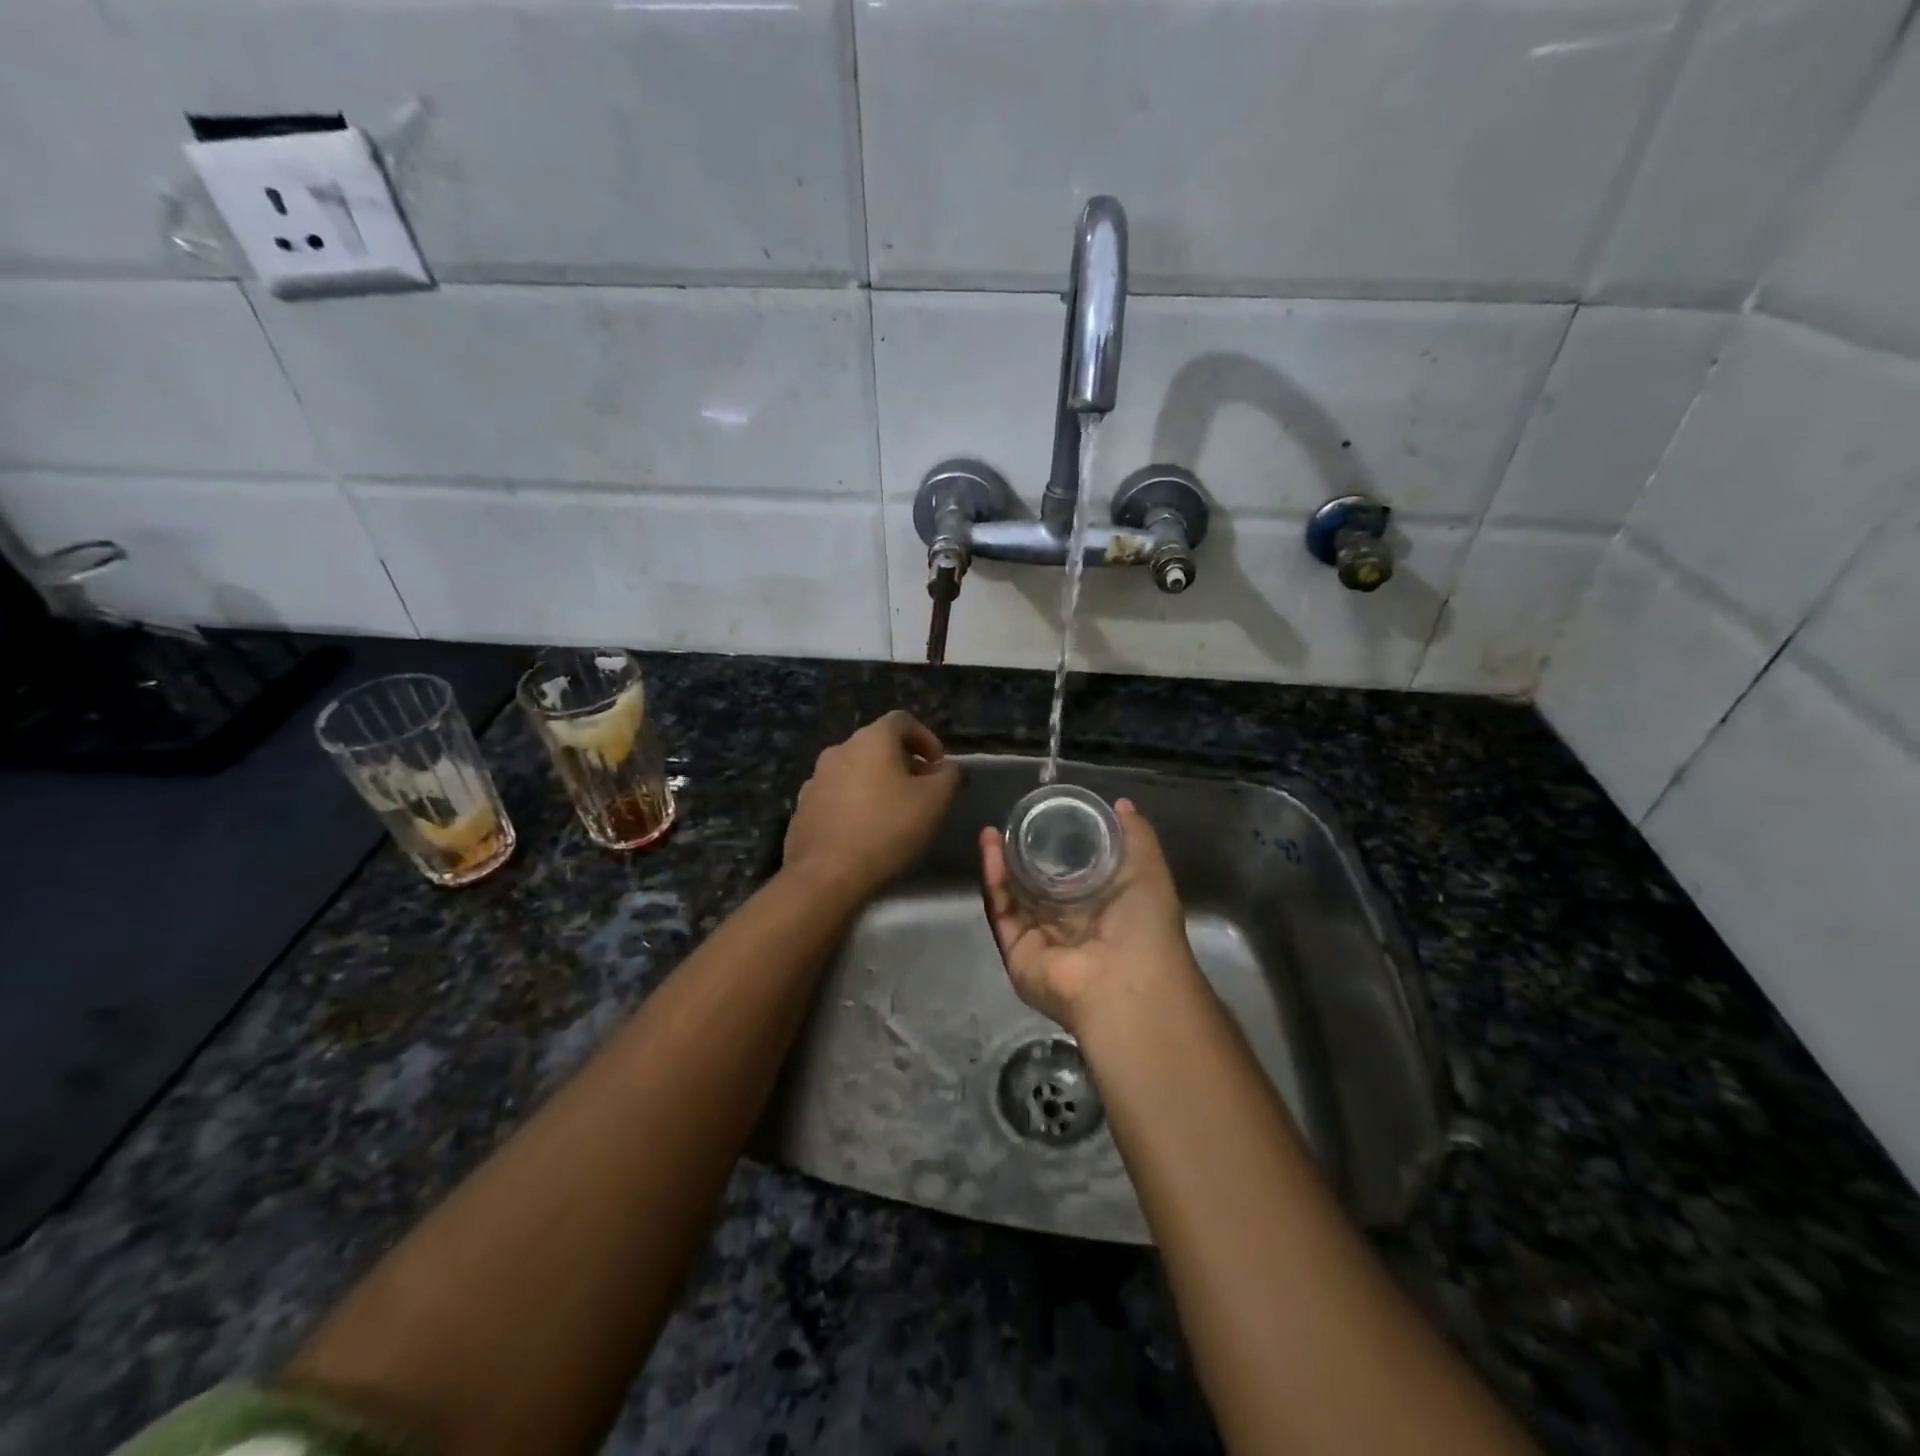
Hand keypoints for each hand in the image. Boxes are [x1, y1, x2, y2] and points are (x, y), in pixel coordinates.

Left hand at [783, 711, 959, 901]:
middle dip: (902, 763)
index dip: (926, 738)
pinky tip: (865, 831)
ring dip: (876, 783)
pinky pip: (836, 796)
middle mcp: (838, 750)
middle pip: (876, 745)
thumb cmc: (887, 829)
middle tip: (921, 790)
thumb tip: (947, 767)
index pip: (902, 721)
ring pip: (854, 771)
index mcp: (870, 740)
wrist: (826, 875)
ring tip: (893, 813)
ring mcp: (815, 779)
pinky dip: (855, 804)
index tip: (938, 766)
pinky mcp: (803, 808)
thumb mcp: (935, 801)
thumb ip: (948, 776)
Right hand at [980, 798, 1199, 1033]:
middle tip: (1012, 823)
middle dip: (1021, 855)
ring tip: (992, 832)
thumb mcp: (1147, 870)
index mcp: (1101, 910)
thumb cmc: (1144, 925)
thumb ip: (1135, 836)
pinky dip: (994, 882)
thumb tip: (1120, 804)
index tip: (1044, 817)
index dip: (1056, 847)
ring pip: (1014, 898)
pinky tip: (990, 851)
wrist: (1127, 982)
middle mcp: (1069, 927)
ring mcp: (1041, 942)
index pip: (1071, 875)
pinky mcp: (1017, 952)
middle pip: (1036, 886)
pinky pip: (1002, 913)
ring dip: (1001, 864)